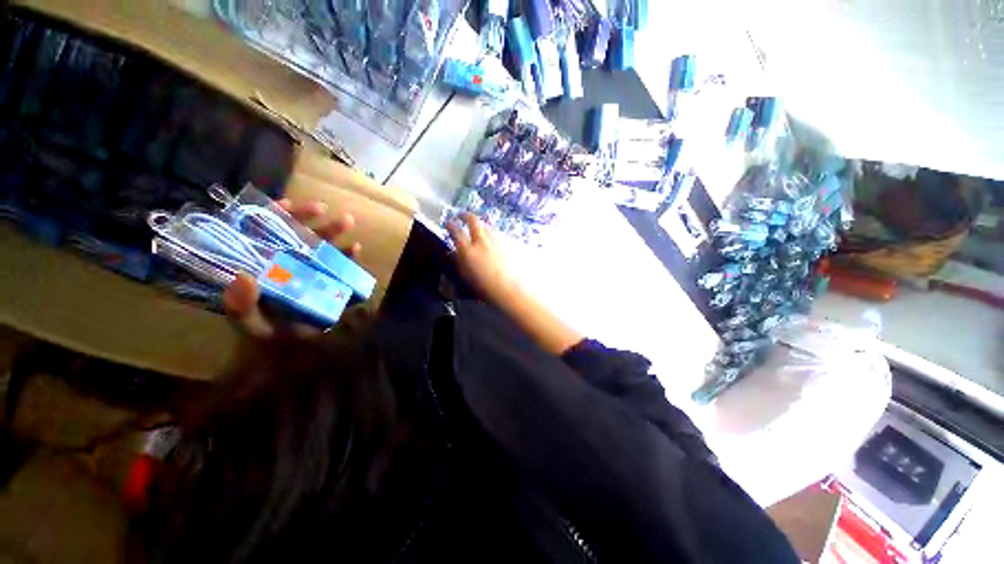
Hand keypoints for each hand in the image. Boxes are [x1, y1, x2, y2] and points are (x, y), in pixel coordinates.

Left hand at [223, 199, 360, 337]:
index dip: (273, 216)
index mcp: (261, 266)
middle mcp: (285, 262)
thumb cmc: (264, 334)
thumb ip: (240, 305)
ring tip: (348, 221)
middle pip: (295, 234)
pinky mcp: (328, 281)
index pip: (263, 233)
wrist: (290, 351)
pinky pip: (339, 265)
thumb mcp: (247, 322)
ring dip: (334, 232)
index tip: (288, 204)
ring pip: (320, 246)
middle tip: (324, 209)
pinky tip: (356, 249)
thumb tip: (242, 276)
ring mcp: (309, 271)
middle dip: (309, 219)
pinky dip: (348, 256)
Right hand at [446, 212, 516, 302]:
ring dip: (479, 223)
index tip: (448, 223)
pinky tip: (492, 239)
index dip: (450, 225)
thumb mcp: (466, 277)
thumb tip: (451, 253)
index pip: (455, 231)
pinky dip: (491, 233)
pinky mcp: (508, 242)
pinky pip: (497, 233)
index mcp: (468, 250)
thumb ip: (457, 262)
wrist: (510, 290)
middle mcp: (482, 240)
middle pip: (472, 220)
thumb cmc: (485, 288)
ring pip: (486, 224)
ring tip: (477, 227)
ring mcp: (496, 239)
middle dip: (465, 215)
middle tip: (461, 216)